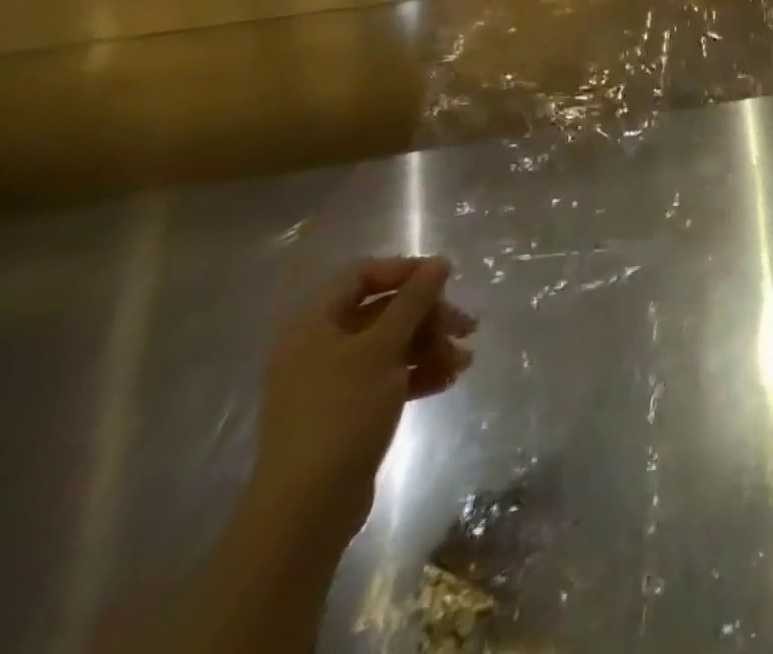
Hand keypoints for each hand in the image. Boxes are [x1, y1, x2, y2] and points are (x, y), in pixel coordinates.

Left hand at [252, 256, 474, 542]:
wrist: (306, 508)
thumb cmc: (342, 413)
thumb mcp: (384, 348)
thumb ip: (413, 301)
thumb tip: (438, 263)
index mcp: (314, 324)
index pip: (362, 275)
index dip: (405, 271)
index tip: (445, 280)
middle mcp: (319, 346)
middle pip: (384, 310)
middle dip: (429, 316)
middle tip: (466, 327)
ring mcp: (331, 380)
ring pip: (392, 344)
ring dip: (431, 346)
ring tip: (463, 362)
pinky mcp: (346, 410)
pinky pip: (388, 375)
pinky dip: (418, 373)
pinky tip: (447, 381)